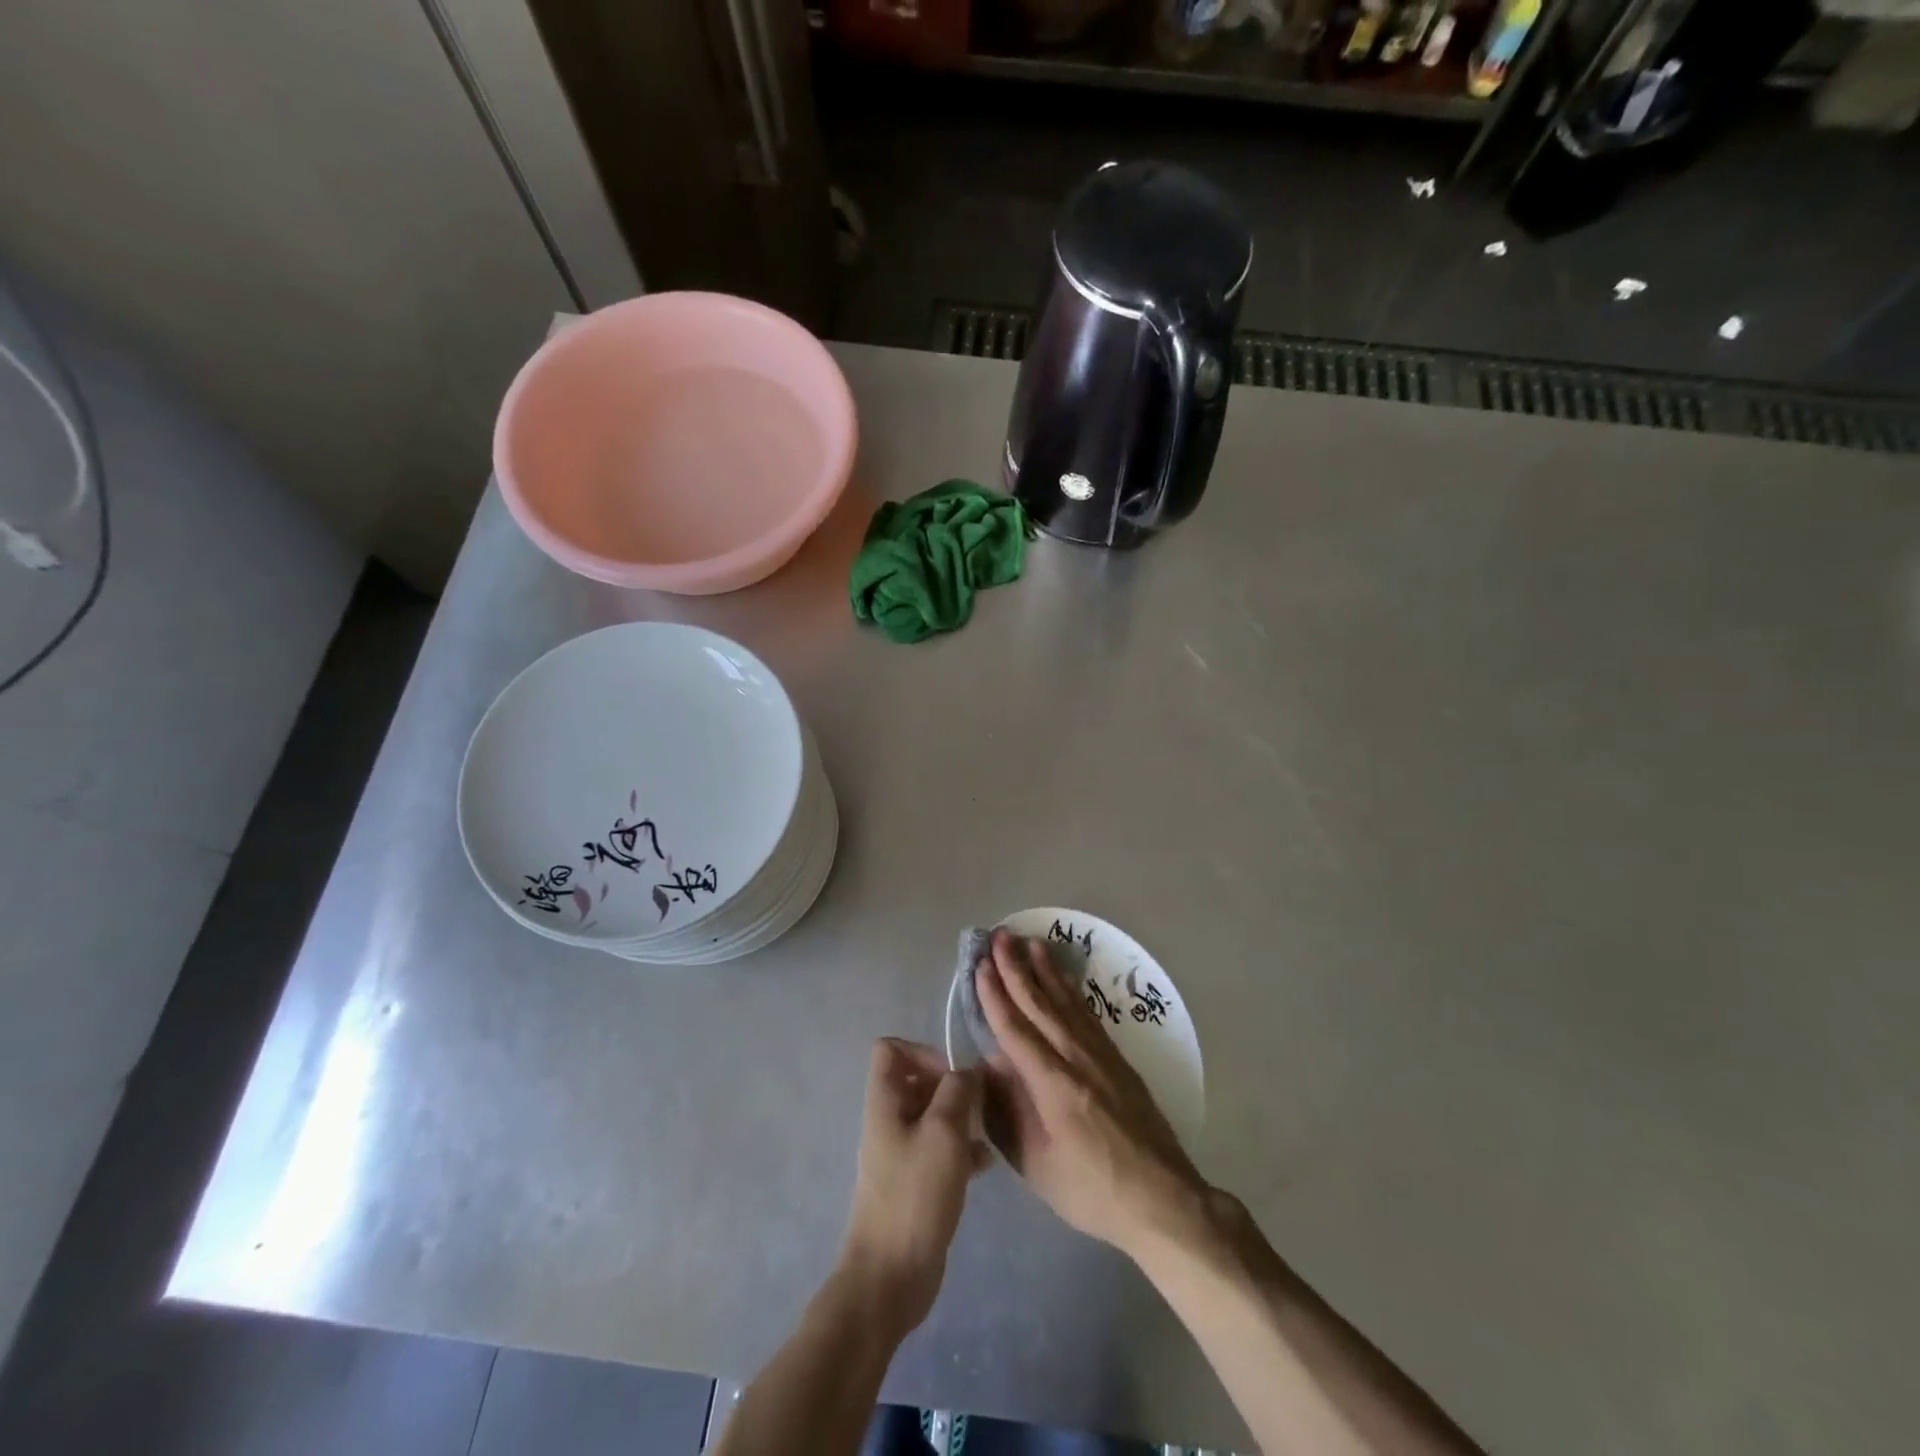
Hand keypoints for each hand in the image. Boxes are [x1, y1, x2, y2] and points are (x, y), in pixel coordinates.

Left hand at [837, 1038, 987, 1335]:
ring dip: (961, 1118)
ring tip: (988, 1132)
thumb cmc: (915, 1195)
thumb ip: (957, 1092)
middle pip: (917, 1081)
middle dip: (951, 1086)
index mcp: (884, 1102)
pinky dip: (962, 1149)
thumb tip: (967, 1070)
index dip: (922, 1051)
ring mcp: (901, 1153)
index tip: (952, 1075)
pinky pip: (940, 1149)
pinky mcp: (915, 1182)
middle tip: (980, 1104)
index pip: (889, 1049)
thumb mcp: (943, 1133)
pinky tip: (986, 1165)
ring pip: (933, 1116)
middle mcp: (889, 1121)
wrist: (891, 1276)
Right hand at [977, 930, 1208, 1258]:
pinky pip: (1088, 1014)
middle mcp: (1076, 1058)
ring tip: (1030, 943)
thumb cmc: (1092, 1190)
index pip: (1015, 1029)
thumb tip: (987, 1069)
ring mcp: (1101, 1056)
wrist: (1163, 1199)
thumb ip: (1007, 1114)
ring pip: (1066, 1002)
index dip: (994, 996)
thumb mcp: (1037, 1165)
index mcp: (1052, 1084)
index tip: (979, 967)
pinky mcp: (1118, 1060)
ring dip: (1045, 971)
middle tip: (999, 937)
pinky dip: (1072, 991)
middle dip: (1016, 969)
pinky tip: (1065, 981)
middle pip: (1040, 1004)